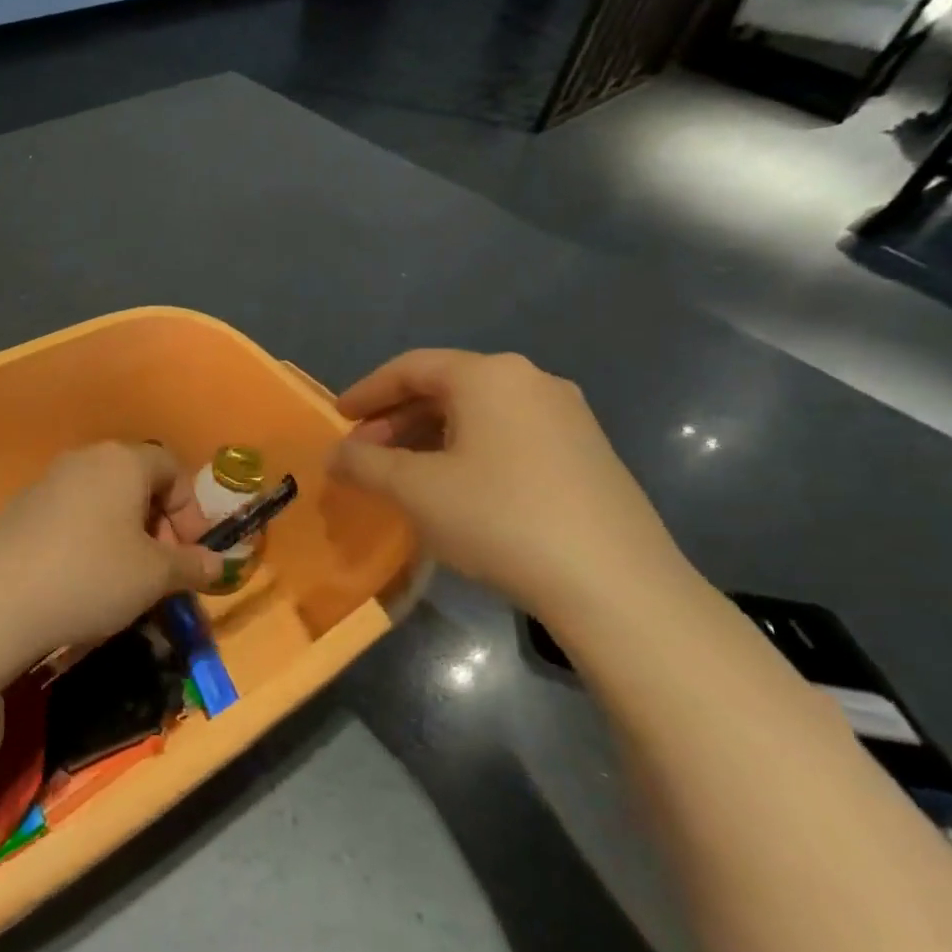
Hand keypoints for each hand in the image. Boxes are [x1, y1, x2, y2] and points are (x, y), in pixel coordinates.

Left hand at [0, 443, 224, 659]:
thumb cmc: (91, 575)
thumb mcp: (154, 576)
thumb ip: (191, 565)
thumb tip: (219, 564)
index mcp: (122, 461)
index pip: (171, 468)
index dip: (190, 509)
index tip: (191, 552)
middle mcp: (85, 459)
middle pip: (137, 482)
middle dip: (159, 524)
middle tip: (162, 569)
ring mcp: (48, 480)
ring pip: (104, 500)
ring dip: (125, 534)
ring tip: (126, 580)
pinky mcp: (21, 507)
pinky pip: (73, 514)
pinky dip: (90, 539)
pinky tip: (84, 579)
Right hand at [329, 350, 693, 617]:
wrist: (616, 584)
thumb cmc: (500, 518)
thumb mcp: (415, 491)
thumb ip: (365, 465)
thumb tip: (336, 456)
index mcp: (489, 375)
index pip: (410, 367)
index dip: (367, 391)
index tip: (338, 418)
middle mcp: (531, 381)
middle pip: (445, 387)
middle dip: (396, 419)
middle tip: (364, 453)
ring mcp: (567, 416)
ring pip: (478, 413)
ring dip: (430, 437)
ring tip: (403, 474)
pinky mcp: (587, 452)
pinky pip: (509, 435)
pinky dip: (468, 450)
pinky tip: (456, 488)